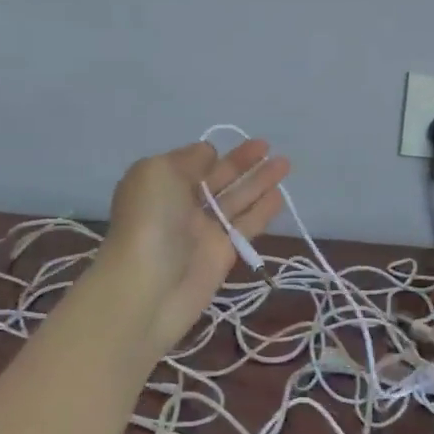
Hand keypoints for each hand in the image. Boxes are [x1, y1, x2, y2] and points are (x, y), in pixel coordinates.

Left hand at [95, 137, 289, 353]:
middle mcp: (181, 205)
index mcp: (160, 183)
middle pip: (216, 178)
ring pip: (236, 200)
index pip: (190, 162)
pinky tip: (279, 196)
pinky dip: (262, 211)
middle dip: (241, 162)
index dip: (209, 153)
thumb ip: (188, 158)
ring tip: (284, 163)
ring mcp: (203, 231)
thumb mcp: (158, 172)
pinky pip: (245, 227)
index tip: (226, 145)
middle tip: (267, 146)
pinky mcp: (222, 254)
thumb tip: (208, 154)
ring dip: (259, 181)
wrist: (148, 288)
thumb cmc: (150, 221)